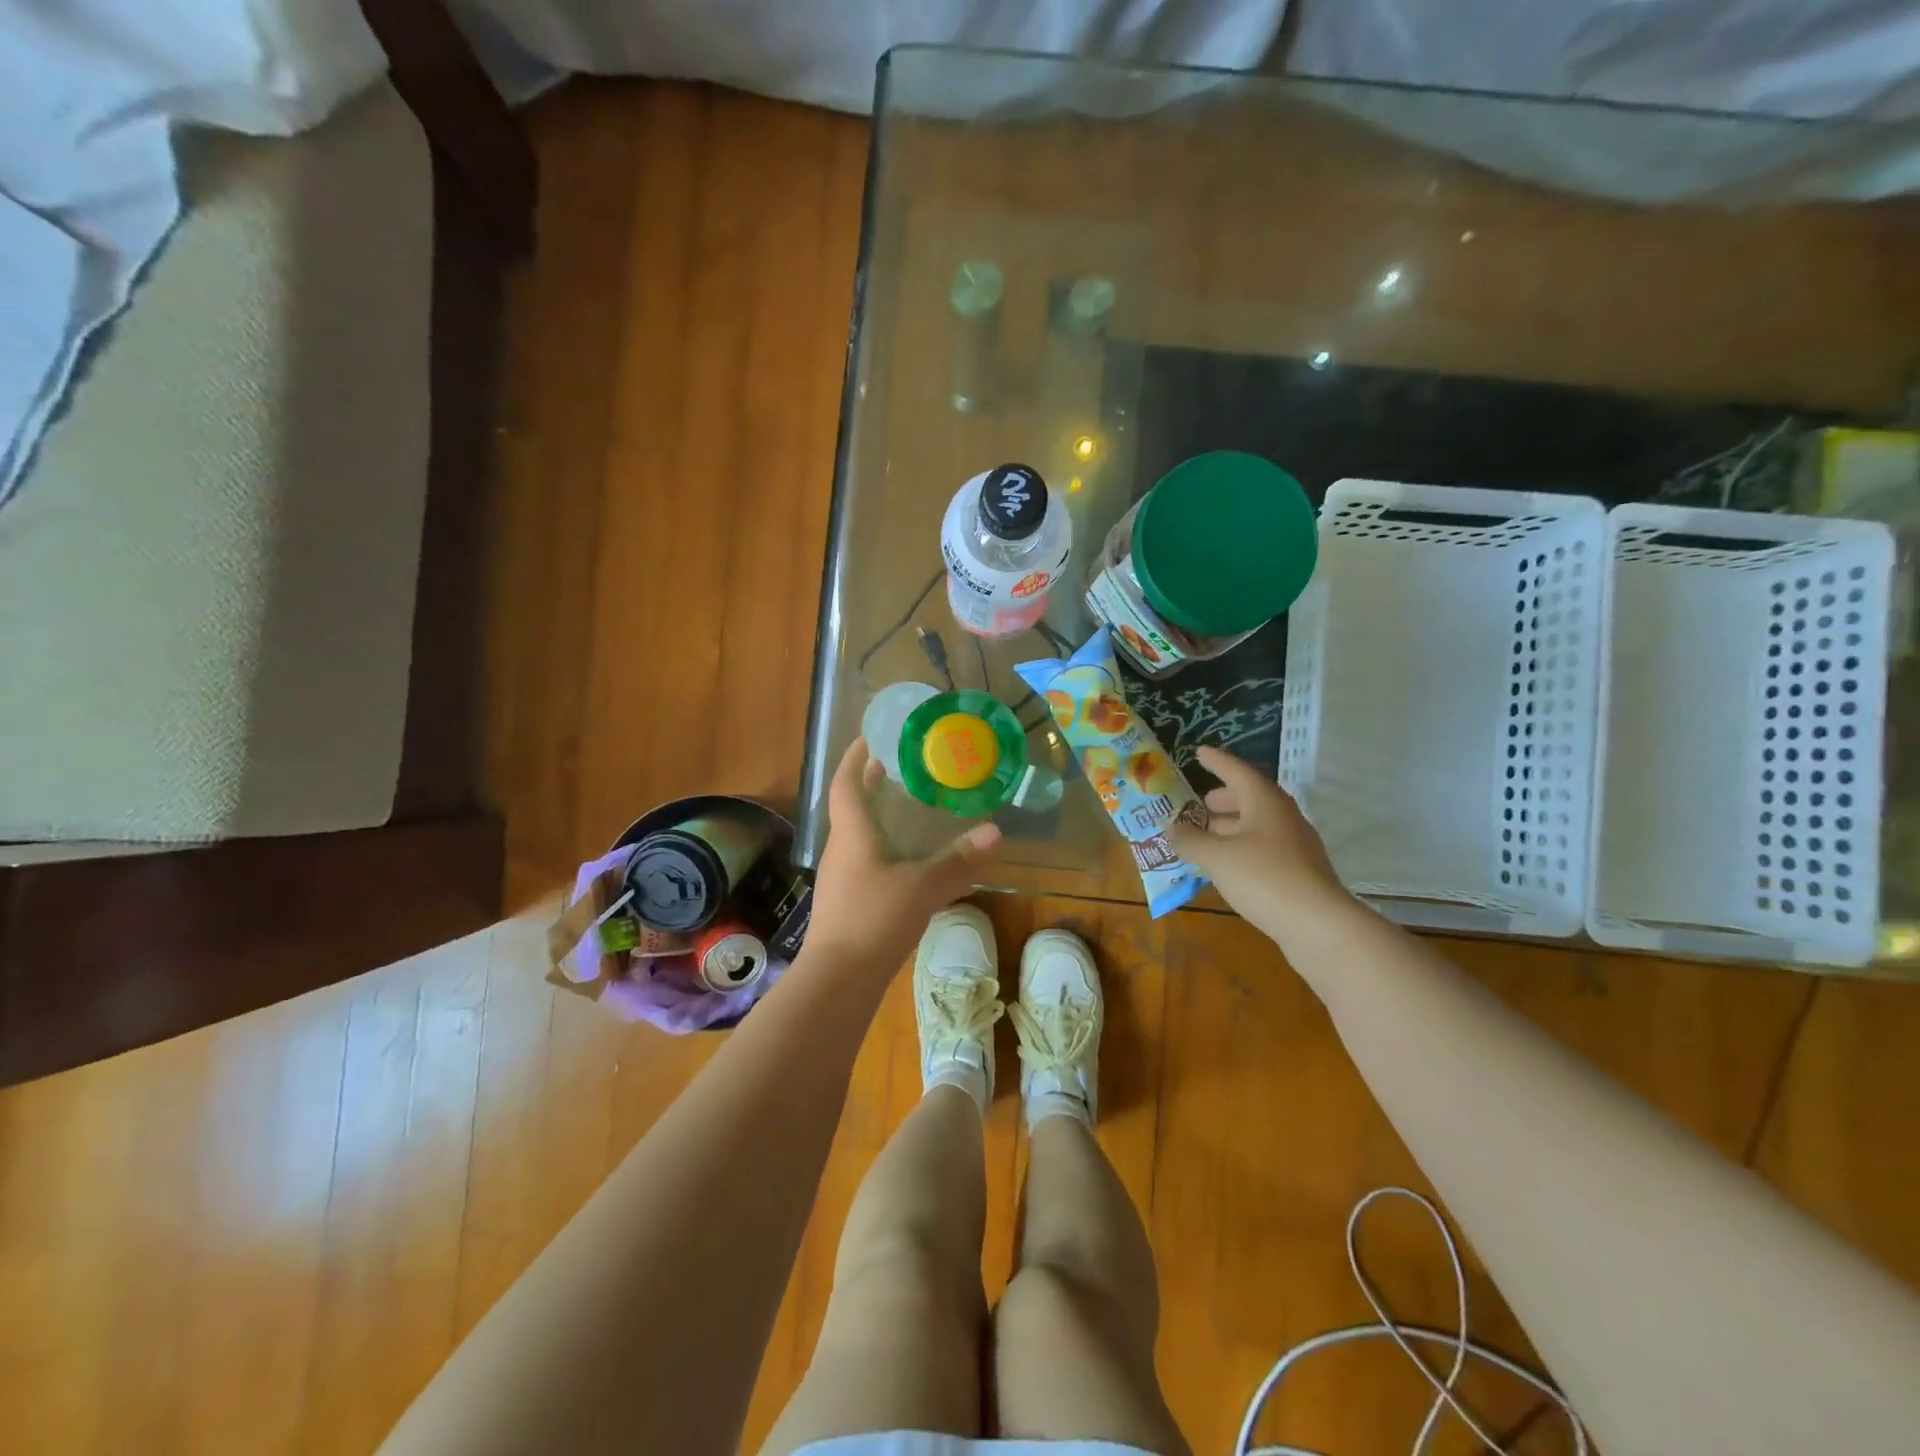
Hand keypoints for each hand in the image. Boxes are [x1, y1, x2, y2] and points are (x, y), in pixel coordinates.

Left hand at [805, 739, 1003, 979]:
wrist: (837, 980)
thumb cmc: (873, 920)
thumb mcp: (922, 887)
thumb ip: (959, 861)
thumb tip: (997, 832)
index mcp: (851, 833)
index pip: (845, 783)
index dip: (856, 757)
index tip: (873, 737)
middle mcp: (842, 848)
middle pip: (853, 805)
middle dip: (875, 783)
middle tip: (907, 768)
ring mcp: (842, 877)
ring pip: (861, 834)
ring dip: (882, 816)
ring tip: (914, 807)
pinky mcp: (849, 900)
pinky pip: (868, 859)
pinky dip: (887, 847)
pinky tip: (911, 858)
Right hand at [1168, 746, 1351, 940]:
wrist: (1319, 926)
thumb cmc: (1264, 877)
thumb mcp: (1217, 857)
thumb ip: (1190, 840)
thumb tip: (1170, 827)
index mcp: (1266, 802)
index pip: (1237, 771)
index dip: (1217, 762)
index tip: (1199, 752)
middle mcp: (1283, 818)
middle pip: (1250, 799)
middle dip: (1224, 799)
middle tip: (1199, 803)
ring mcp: (1294, 846)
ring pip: (1257, 826)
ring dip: (1230, 826)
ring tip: (1204, 836)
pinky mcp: (1298, 873)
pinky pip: (1262, 849)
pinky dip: (1240, 849)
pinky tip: (1224, 866)